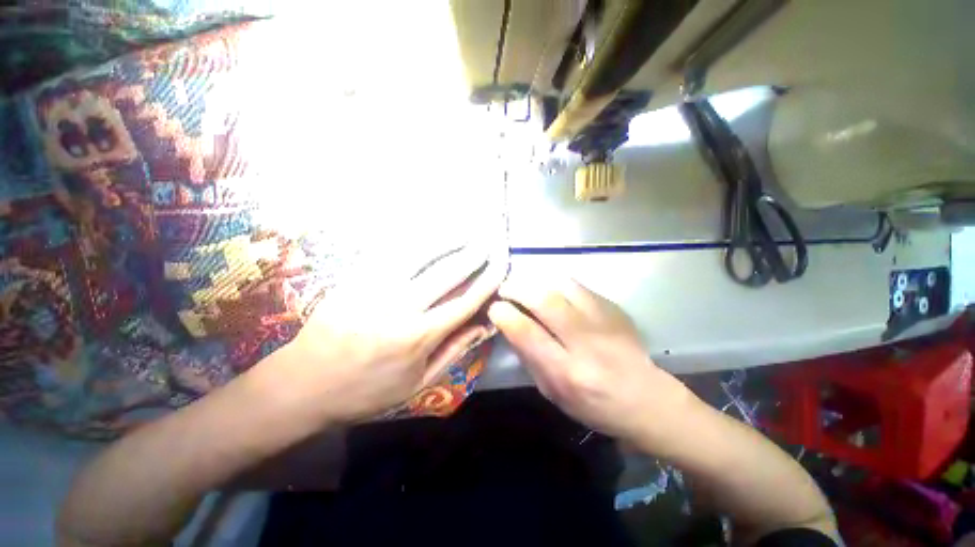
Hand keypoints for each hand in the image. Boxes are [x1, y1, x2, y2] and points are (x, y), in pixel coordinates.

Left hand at [251, 247, 504, 427]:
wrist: (300, 385)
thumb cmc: (363, 392)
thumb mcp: (415, 384)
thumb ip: (452, 351)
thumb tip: (481, 327)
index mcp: (417, 336)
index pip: (464, 302)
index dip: (487, 281)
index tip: (501, 265)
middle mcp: (400, 306)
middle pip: (446, 273)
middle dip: (473, 254)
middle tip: (489, 241)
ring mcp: (374, 287)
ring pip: (419, 253)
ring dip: (446, 239)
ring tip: (464, 229)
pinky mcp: (354, 277)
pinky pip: (388, 250)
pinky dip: (413, 239)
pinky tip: (426, 232)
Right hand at [488, 276, 694, 444]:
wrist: (648, 399)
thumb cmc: (594, 405)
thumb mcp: (553, 394)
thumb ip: (530, 359)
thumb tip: (511, 325)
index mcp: (567, 373)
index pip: (527, 333)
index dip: (504, 314)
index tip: (495, 307)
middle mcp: (586, 343)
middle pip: (545, 300)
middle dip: (517, 288)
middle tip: (505, 288)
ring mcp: (604, 321)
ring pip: (562, 285)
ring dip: (536, 281)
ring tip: (526, 286)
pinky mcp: (614, 308)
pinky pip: (578, 286)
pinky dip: (556, 284)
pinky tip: (551, 291)